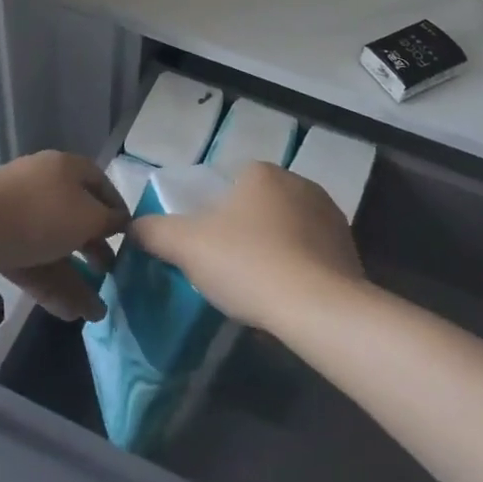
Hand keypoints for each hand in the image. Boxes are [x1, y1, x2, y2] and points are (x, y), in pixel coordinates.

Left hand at [0, 151, 125, 321]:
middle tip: (110, 274)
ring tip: (94, 313)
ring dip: (75, 278)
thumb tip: (120, 221)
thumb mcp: (88, 219)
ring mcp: (14, 211)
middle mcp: (40, 183)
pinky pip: (30, 260)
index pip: (99, 182)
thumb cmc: (41, 215)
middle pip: (75, 216)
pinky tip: (67, 314)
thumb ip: (109, 221)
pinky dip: (49, 284)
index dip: (116, 208)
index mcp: (65, 167)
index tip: (128, 236)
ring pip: (52, 245)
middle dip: (94, 250)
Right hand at [130, 162, 362, 332]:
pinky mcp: (349, 247)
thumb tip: (133, 227)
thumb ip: (154, 232)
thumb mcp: (186, 247)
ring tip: (260, 287)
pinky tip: (288, 296)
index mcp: (261, 172)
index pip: (230, 184)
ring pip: (288, 229)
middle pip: (259, 206)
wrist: (319, 308)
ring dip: (275, 249)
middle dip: (245, 232)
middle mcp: (299, 182)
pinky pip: (313, 253)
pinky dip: (300, 268)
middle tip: (229, 269)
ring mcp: (329, 214)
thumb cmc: (247, 264)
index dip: (214, 215)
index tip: (208, 247)